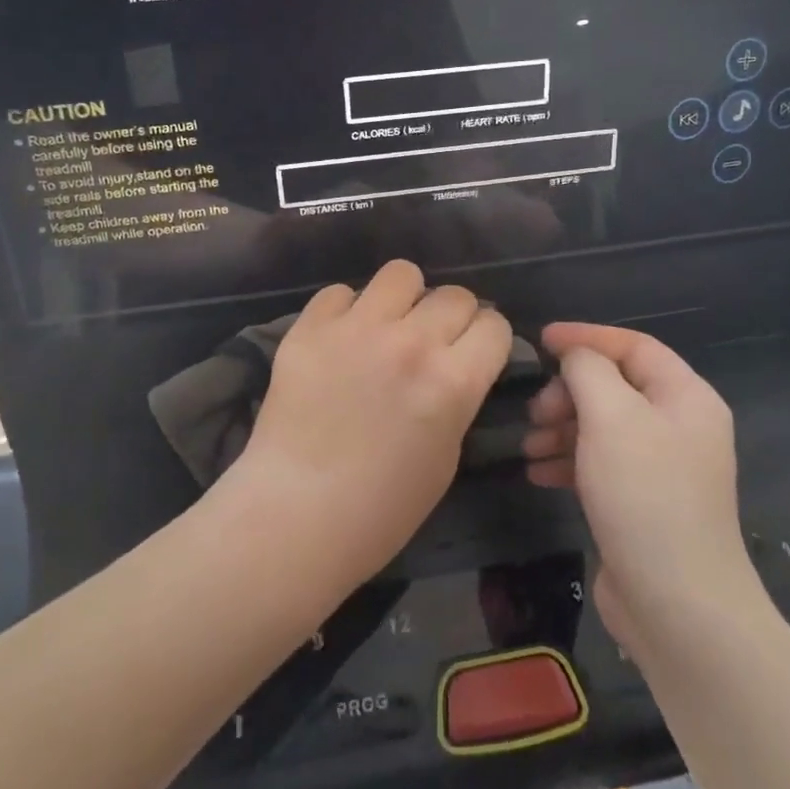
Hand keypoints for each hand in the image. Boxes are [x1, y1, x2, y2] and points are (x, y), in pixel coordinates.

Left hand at [234, 260, 511, 588]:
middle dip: (452, 318)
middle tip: (432, 344)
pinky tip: (340, 341)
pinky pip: (340, 292)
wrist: (295, 515)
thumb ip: (456, 398)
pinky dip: (346, 311)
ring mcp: (356, 329)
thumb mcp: (446, 456)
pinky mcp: (309, 328)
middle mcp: (411, 342)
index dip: (488, 340)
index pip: (494, 325)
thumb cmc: (381, 509)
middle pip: (455, 295)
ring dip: (404, 299)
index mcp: (453, 381)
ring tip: (387, 327)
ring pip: (401, 273)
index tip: (474, 353)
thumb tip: (454, 366)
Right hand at [522, 323, 753, 656]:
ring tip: (529, 446)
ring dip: (562, 428)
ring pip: (603, 427)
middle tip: (536, 411)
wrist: (677, 606)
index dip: (587, 337)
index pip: (634, 346)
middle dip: (569, 392)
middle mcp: (679, 426)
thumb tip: (575, 357)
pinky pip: (600, 463)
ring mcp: (663, 468)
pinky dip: (569, 461)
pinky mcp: (643, 503)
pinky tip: (539, 473)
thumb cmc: (645, 495)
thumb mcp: (612, 416)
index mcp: (686, 397)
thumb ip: (588, 370)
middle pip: (615, 386)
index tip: (541, 339)